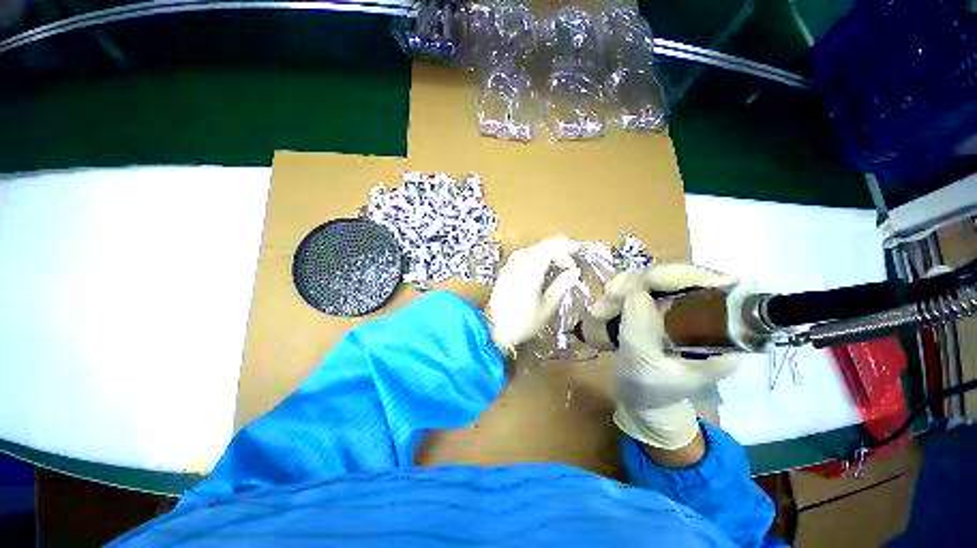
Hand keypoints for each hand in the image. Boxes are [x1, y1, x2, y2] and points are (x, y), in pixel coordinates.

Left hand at [486, 236, 580, 356]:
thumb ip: (561, 286)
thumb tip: (574, 272)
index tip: (577, 249)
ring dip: (546, 252)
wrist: (495, 329)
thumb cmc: (524, 322)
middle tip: (570, 262)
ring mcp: (509, 266)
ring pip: (530, 250)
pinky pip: (522, 256)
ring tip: (557, 263)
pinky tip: (539, 267)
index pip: (548, 249)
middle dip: (557, 249)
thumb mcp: (547, 306)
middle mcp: (518, 263)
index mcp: (530, 270)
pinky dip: (534, 256)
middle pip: (539, 247)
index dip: (564, 246)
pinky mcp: (504, 272)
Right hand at [589, 264, 742, 450]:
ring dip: (619, 291)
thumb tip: (635, 291)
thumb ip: (641, 331)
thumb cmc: (650, 392)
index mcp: (719, 331)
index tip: (643, 284)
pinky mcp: (655, 308)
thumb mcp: (645, 366)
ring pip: (649, 280)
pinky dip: (615, 297)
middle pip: (674, 277)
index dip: (678, 276)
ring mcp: (675, 307)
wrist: (639, 401)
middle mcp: (701, 312)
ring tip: (599, 314)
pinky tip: (602, 313)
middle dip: (636, 285)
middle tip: (607, 300)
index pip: (712, 285)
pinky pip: (634, 290)